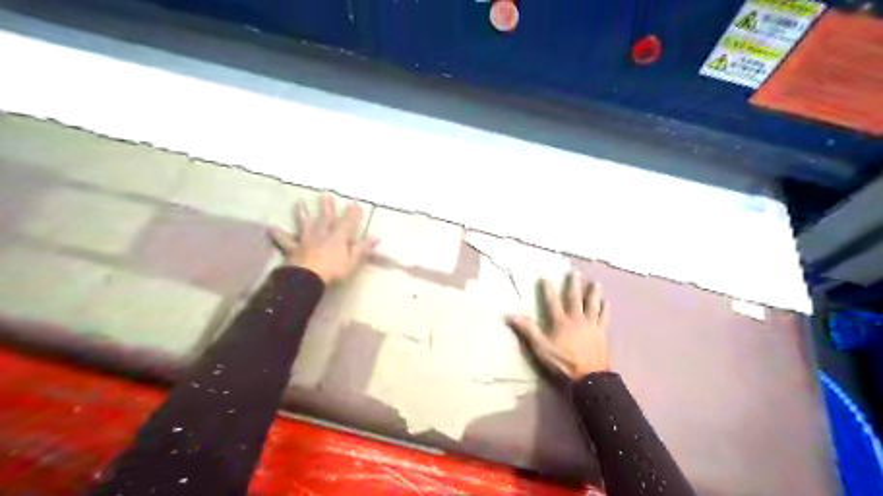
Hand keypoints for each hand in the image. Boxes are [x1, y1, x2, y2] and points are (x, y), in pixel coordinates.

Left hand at [270, 195, 378, 285]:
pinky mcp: (293, 249)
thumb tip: (377, 236)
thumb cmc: (333, 271)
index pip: (348, 222)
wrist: (307, 279)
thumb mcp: (353, 261)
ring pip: (305, 224)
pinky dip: (278, 234)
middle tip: (326, 194)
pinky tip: (270, 228)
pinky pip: (285, 241)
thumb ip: (363, 248)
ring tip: (299, 202)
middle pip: (326, 218)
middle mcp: (322, 234)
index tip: (355, 201)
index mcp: (338, 237)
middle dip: (328, 207)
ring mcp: (306, 240)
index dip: (353, 212)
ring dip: (303, 213)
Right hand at [507, 274, 611, 381]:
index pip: (552, 302)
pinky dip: (605, 309)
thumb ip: (528, 331)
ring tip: (596, 282)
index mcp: (561, 322)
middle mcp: (577, 319)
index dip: (548, 289)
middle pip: (575, 298)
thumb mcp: (541, 348)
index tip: (545, 277)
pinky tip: (607, 302)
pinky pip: (604, 317)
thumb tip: (511, 315)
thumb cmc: (563, 362)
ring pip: (593, 305)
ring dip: (593, 293)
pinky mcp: (602, 333)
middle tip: (575, 272)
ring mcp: (591, 325)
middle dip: (573, 285)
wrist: (590, 377)